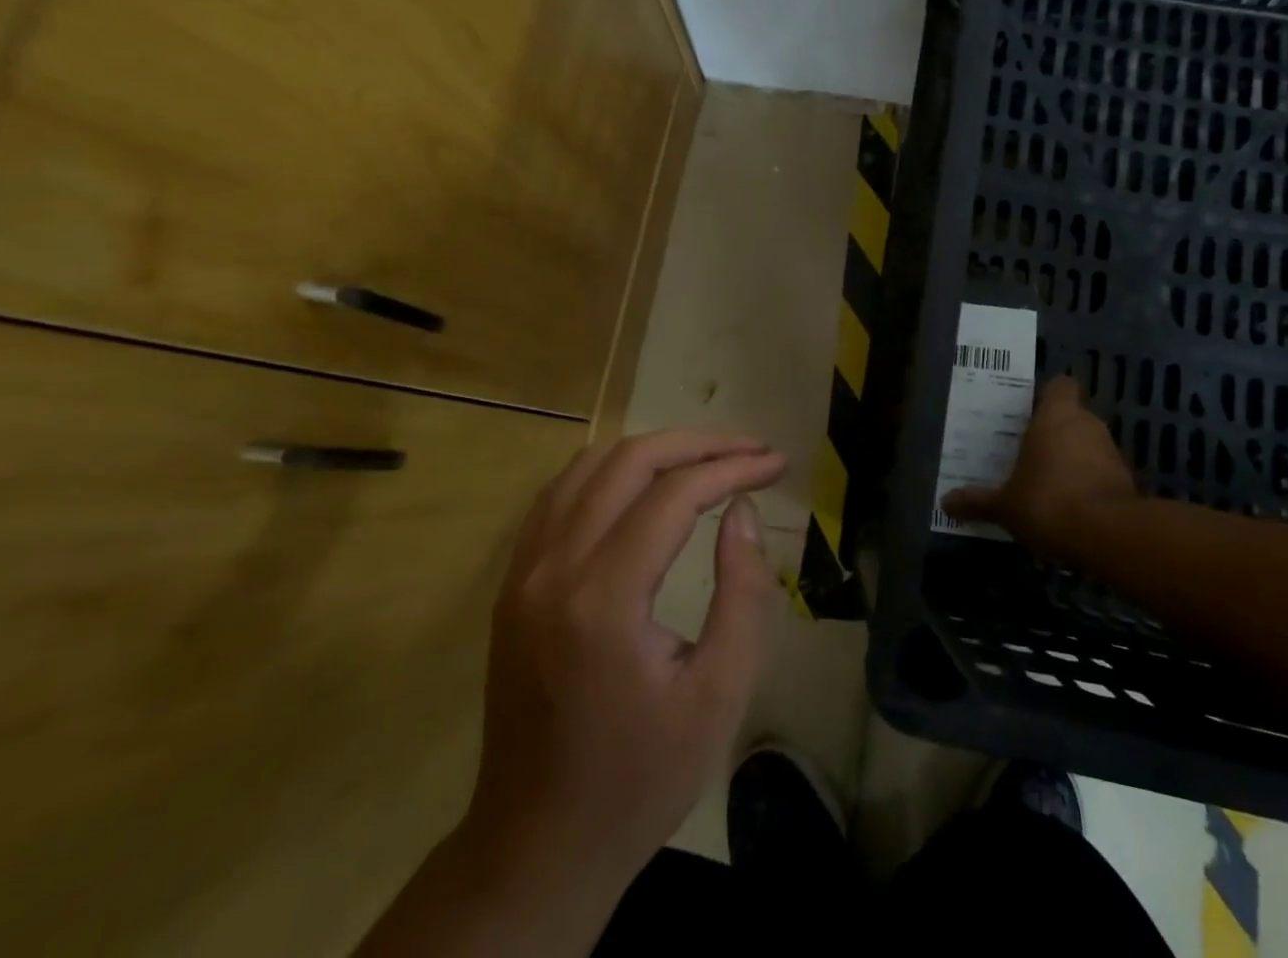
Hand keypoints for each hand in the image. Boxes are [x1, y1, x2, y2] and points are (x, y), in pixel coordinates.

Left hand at [465, 431, 783, 893]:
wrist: (538, 844)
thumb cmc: (642, 777)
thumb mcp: (720, 694)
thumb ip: (743, 592)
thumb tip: (742, 510)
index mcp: (603, 599)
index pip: (674, 494)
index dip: (731, 468)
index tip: (775, 464)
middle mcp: (553, 568)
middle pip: (629, 461)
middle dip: (698, 444)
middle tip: (749, 450)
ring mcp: (523, 571)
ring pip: (589, 465)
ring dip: (653, 450)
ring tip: (706, 459)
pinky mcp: (513, 582)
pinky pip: (561, 494)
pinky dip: (610, 471)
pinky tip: (644, 483)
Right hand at [941, 375, 1135, 556]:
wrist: (1109, 537)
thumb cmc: (1048, 502)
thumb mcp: (1004, 506)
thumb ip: (977, 502)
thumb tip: (945, 502)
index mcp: (1056, 417)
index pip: (1059, 386)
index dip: (1047, 396)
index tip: (1029, 413)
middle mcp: (1087, 425)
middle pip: (1071, 417)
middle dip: (1053, 433)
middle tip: (1027, 452)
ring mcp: (1112, 453)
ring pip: (1088, 446)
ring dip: (1073, 460)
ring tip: (1047, 483)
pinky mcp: (1127, 483)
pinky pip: (1102, 475)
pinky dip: (1089, 486)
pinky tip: (1070, 509)